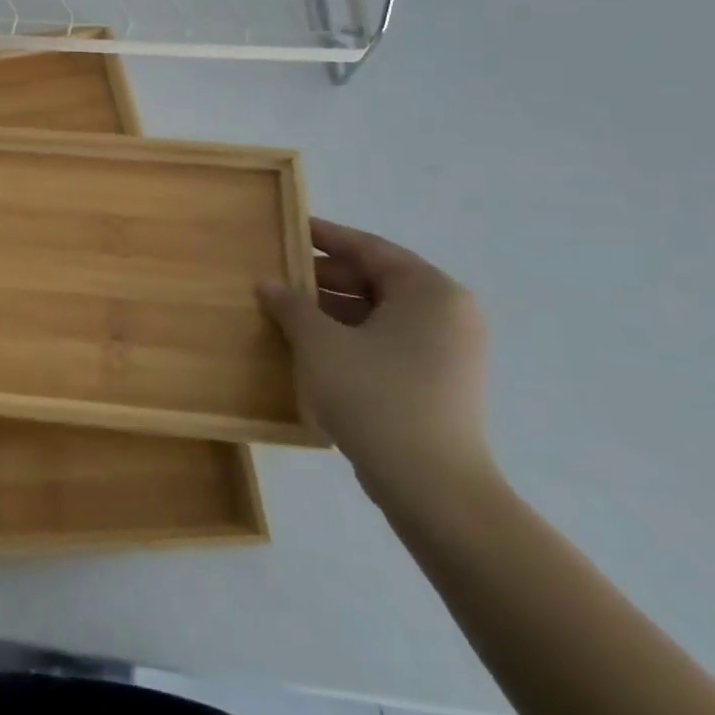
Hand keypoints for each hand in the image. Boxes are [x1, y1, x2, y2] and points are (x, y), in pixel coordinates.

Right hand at [258, 218, 492, 500]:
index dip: (325, 237)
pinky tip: (310, 345)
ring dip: (331, 310)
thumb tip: (268, 284)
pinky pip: (386, 342)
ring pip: (378, 313)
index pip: (369, 248)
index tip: (288, 228)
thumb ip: (291, 305)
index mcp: (429, 291)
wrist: (432, 487)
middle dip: (323, 278)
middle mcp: (447, 313)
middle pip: (375, 279)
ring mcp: (447, 351)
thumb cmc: (376, 396)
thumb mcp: (320, 343)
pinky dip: (350, 337)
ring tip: (284, 311)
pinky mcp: (438, 382)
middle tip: (276, 275)